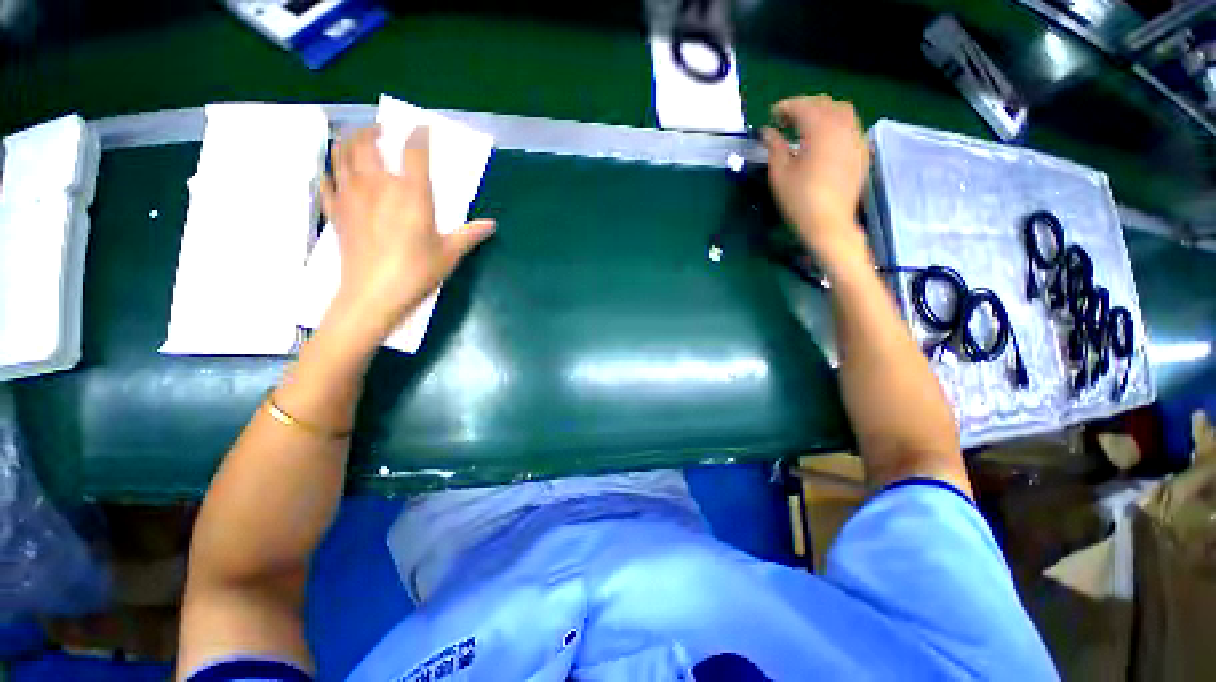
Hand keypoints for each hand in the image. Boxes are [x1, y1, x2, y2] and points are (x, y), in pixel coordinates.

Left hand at [319, 125, 494, 347]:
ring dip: (349, 139)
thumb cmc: (416, 272)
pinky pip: (326, 180)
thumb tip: (491, 225)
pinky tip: (336, 171)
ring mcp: (351, 196)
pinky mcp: (335, 211)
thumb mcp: (449, 254)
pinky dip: (330, 169)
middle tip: (384, 130)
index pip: (414, 152)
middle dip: (375, 129)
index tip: (422, 127)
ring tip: (358, 139)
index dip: (419, 135)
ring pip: (341, 153)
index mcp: (411, 194)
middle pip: (367, 142)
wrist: (373, 295)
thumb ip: (469, 234)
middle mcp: (378, 185)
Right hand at [762, 95, 869, 257]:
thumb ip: (774, 147)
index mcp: (820, 130)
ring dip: (822, 112)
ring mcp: (856, 138)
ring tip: (806, 126)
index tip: (771, 115)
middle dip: (804, 106)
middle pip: (824, 104)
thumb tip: (767, 131)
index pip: (803, 106)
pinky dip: (836, 123)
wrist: (829, 224)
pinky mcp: (861, 152)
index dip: (785, 106)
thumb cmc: (799, 200)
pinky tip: (825, 138)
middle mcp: (842, 127)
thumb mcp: (780, 174)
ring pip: (842, 111)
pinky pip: (851, 126)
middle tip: (785, 120)